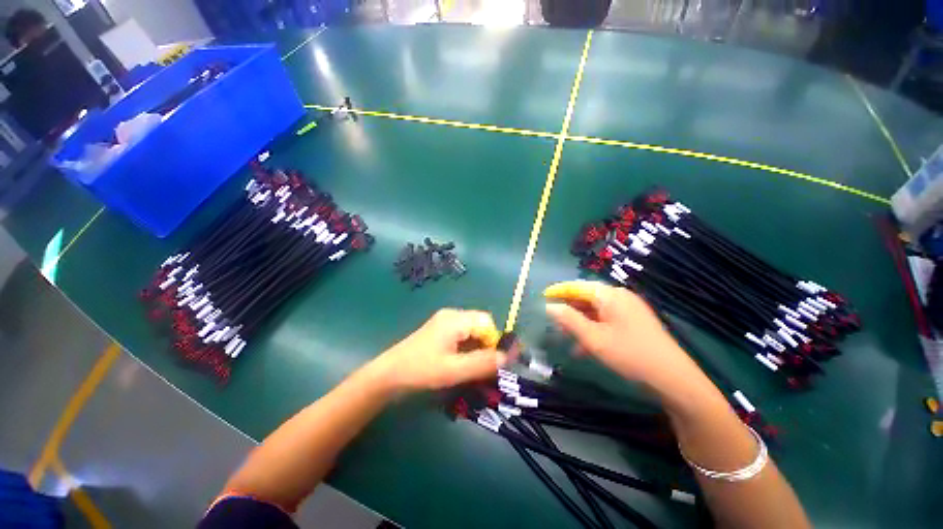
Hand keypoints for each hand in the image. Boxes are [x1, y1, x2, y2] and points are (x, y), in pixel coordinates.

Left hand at [370, 309, 505, 391]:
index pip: (487, 322)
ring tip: (472, 367)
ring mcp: (445, 321)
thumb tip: (507, 357)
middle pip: (480, 324)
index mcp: (456, 319)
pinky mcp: (440, 329)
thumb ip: (483, 363)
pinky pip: (462, 334)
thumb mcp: (454, 370)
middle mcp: (452, 315)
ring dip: (477, 347)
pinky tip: (461, 362)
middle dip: (487, 344)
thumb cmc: (421, 370)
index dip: (495, 341)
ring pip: (472, 330)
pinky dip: (468, 347)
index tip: (494, 363)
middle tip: (483, 367)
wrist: (389, 373)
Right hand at [543, 280, 706, 392]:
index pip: (577, 286)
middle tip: (553, 322)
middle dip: (568, 310)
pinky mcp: (633, 322)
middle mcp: (619, 297)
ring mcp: (628, 310)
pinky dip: (592, 330)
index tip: (543, 298)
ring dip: (579, 322)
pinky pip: (605, 321)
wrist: (673, 378)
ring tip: (564, 336)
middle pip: (586, 298)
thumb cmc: (629, 354)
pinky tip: (582, 348)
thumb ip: (569, 320)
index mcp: (610, 295)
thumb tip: (549, 306)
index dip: (559, 292)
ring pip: (595, 311)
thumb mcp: (594, 338)